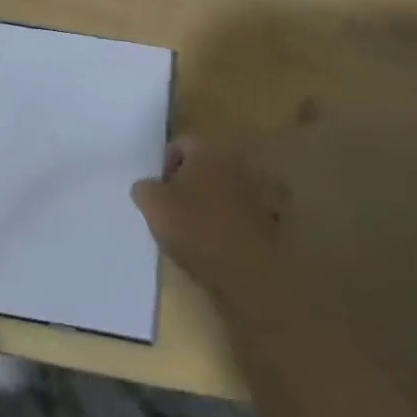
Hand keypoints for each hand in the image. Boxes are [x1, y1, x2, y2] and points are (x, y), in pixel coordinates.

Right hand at [131, 137, 288, 306]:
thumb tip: (147, 186)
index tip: (158, 195)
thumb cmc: (196, 229)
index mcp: (208, 147)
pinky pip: (243, 211)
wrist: (250, 271)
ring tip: (197, 230)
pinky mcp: (272, 216)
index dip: (164, 168)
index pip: (179, 144)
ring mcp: (259, 188)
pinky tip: (220, 243)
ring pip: (224, 188)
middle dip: (189, 182)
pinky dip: (231, 221)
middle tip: (175, 210)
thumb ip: (144, 188)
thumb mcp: (153, 206)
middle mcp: (237, 159)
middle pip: (204, 164)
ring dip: (212, 201)